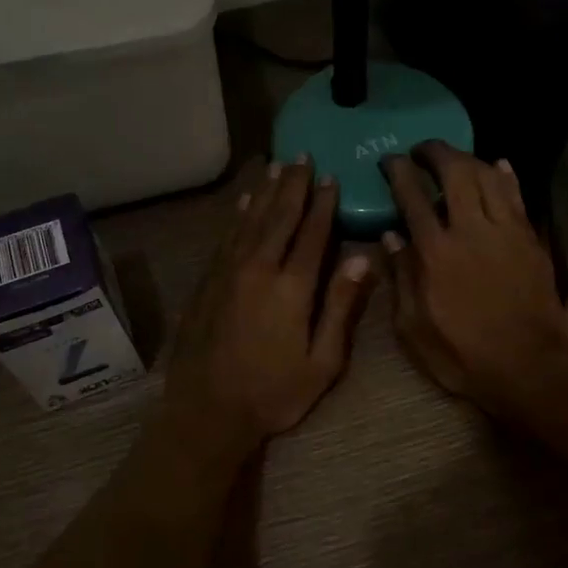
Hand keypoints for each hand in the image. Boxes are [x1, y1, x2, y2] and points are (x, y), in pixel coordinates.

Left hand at [165, 157, 375, 450]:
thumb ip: (341, 307)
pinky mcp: (207, 282)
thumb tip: (361, 260)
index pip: (312, 233)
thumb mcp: (322, 362)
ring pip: (250, 220)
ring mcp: (228, 273)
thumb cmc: (273, 393)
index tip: (331, 176)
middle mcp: (258, 268)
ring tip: (278, 167)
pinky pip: (227, 237)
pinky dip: (238, 216)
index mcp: (291, 287)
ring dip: (266, 192)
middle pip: (279, 217)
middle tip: (302, 156)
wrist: (206, 411)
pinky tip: (245, 202)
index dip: (323, 204)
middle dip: (294, 185)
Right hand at [382, 142, 567, 422]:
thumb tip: (390, 237)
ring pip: (489, 176)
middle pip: (456, 173)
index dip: (400, 172)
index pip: (413, 197)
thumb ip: (401, 278)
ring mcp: (506, 231)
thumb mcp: (413, 328)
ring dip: (469, 159)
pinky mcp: (530, 239)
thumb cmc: (462, 354)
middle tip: (422, 150)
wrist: (528, 366)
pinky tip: (498, 165)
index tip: (390, 160)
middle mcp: (471, 230)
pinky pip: (517, 196)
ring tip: (455, 158)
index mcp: (435, 252)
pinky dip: (505, 176)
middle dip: (436, 152)